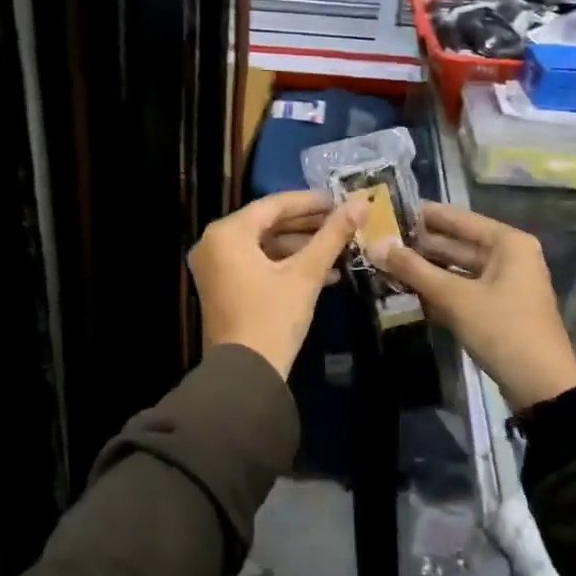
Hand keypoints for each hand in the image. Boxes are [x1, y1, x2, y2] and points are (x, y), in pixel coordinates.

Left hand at [190, 191, 363, 378]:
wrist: (245, 375)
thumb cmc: (273, 318)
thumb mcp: (306, 274)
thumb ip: (332, 235)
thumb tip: (361, 202)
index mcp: (227, 233)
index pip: (274, 205)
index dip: (310, 202)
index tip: (341, 200)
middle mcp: (214, 243)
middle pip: (268, 224)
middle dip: (308, 226)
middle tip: (343, 222)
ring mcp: (215, 267)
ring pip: (265, 246)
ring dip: (301, 248)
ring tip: (340, 248)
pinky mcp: (223, 287)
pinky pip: (257, 264)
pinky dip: (286, 266)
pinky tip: (325, 274)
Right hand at [370, 203, 575, 412]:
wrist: (542, 387)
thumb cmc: (502, 330)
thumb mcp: (454, 298)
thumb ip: (414, 269)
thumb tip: (376, 245)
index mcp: (508, 243)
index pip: (459, 219)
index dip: (427, 215)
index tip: (393, 210)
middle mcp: (511, 257)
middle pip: (459, 243)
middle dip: (423, 243)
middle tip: (384, 239)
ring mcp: (506, 284)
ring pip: (460, 268)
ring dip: (429, 268)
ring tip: (390, 262)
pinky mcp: (500, 308)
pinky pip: (465, 288)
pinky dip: (441, 288)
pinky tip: (412, 289)